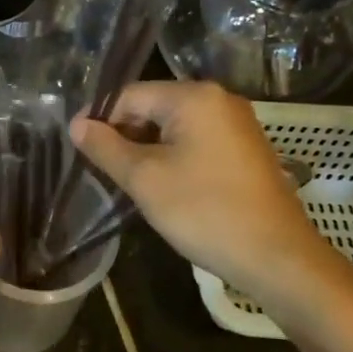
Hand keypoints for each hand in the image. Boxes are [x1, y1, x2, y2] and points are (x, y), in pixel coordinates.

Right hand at [70, 81, 345, 313]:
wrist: (275, 256)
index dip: (99, 120)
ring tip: (127, 182)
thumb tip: (77, 124)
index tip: (77, 149)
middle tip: (101, 170)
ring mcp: (237, 124)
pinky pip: (196, 142)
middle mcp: (219, 99)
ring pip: (174, 127)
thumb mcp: (144, 179)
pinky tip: (163, 187)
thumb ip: (106, 147)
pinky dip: (173, 158)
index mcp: (194, 97)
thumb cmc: (204, 211)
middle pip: (153, 107)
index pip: (130, 96)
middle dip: (124, 135)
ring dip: (147, 149)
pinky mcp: (245, 149)